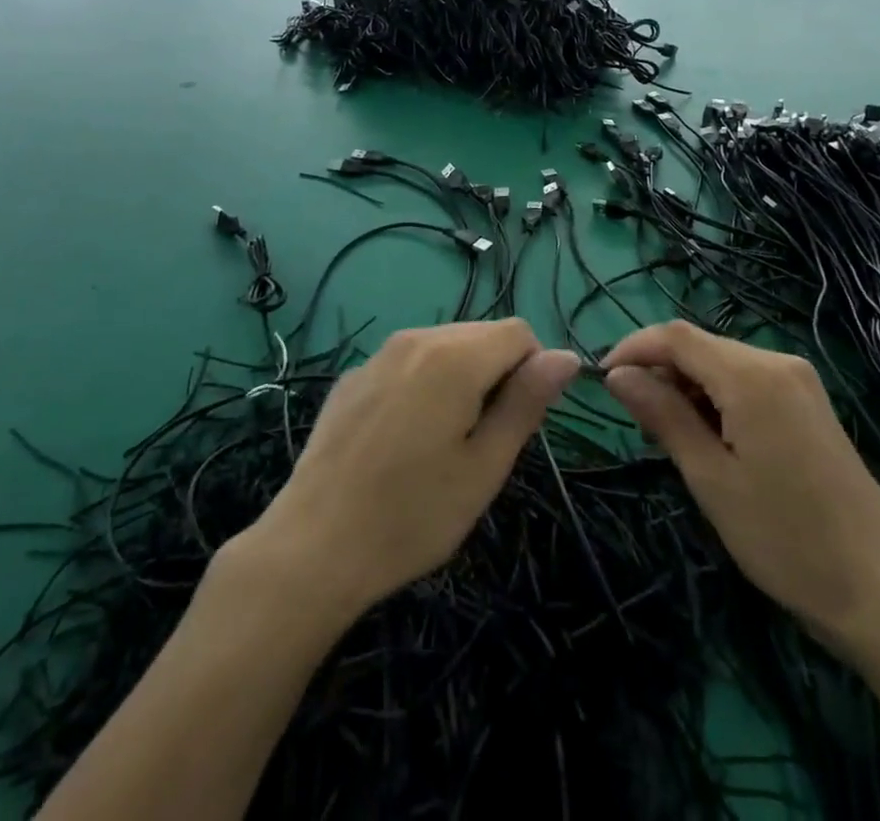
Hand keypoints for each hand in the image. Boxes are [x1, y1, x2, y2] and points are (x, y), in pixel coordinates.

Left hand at [247, 320, 578, 616]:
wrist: (313, 546)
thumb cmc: (412, 515)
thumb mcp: (485, 467)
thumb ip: (527, 402)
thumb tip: (565, 356)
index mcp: (454, 356)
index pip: (519, 332)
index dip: (532, 372)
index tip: (516, 423)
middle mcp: (415, 338)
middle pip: (480, 334)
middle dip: (497, 374)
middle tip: (482, 442)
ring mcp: (378, 354)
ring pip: (444, 346)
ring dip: (461, 378)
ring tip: (443, 444)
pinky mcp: (353, 376)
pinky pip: (407, 363)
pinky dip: (423, 385)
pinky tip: (402, 441)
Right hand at [602, 321, 879, 648]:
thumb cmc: (785, 538)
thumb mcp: (710, 478)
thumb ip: (663, 415)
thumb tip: (617, 374)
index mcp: (751, 375)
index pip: (676, 336)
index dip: (633, 348)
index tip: (601, 379)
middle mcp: (777, 362)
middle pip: (700, 345)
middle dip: (660, 371)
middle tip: (636, 421)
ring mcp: (799, 380)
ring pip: (723, 363)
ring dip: (687, 386)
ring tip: (670, 437)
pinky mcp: (809, 402)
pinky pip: (748, 381)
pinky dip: (717, 397)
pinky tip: (710, 438)